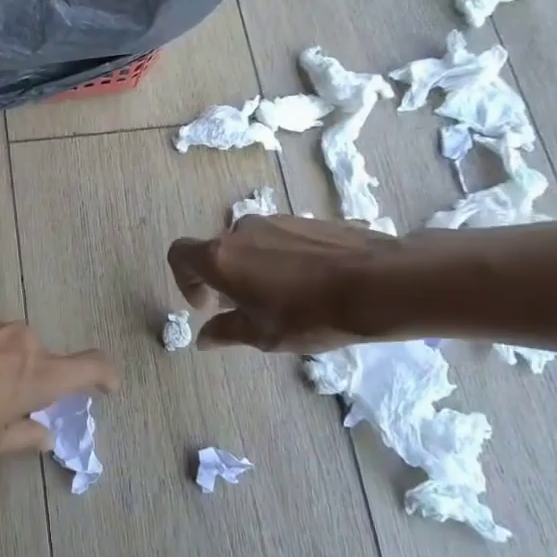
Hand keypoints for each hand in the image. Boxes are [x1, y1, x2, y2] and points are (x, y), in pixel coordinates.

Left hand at [0, 311, 118, 456]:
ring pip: (12, 345)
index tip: (107, 388)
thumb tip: (44, 433)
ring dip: (4, 364)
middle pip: (44, 358)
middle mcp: (22, 339)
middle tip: (7, 406)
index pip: (91, 365)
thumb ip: (25, 436)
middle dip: (34, 380)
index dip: (105, 376)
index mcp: (38, 373)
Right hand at [168, 215, 391, 351]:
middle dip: (224, 279)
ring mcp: (276, 220)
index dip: (185, 281)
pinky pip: (281, 239)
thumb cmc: (309, 315)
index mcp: (221, 257)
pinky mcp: (307, 219)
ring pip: (251, 244)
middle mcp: (242, 230)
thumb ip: (226, 332)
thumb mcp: (263, 335)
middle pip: (218, 251)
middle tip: (246, 307)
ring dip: (254, 268)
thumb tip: (204, 337)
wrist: (377, 283)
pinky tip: (310, 284)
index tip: (208, 306)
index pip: (179, 255)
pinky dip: (282, 259)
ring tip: (283, 298)